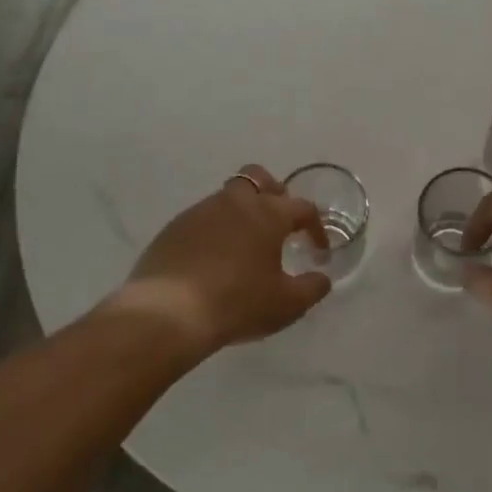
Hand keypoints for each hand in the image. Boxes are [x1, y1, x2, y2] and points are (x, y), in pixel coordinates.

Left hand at [121, 165, 331, 352]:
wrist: (169, 314)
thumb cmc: (237, 303)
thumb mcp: (287, 304)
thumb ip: (312, 287)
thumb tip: (322, 277)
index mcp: (267, 213)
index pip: (302, 208)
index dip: (316, 228)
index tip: (319, 252)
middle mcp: (234, 202)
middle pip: (259, 178)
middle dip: (275, 194)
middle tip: (280, 224)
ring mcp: (199, 212)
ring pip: (227, 198)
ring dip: (242, 213)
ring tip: (246, 247)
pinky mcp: (173, 228)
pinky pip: (202, 219)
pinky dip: (216, 231)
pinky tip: (214, 260)